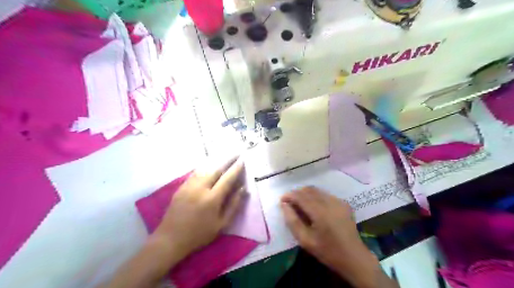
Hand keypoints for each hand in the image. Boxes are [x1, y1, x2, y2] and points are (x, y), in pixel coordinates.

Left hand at [153, 156, 244, 261]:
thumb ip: (234, 205)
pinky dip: (205, 168)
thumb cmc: (199, 234)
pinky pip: (196, 173)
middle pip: (216, 169)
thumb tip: (244, 189)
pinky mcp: (181, 187)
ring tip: (224, 158)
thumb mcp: (221, 224)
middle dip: (227, 160)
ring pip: (205, 169)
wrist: (170, 239)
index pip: (227, 178)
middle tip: (235, 154)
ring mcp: (189, 186)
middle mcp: (200, 188)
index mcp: (212, 198)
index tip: (242, 160)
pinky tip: (208, 167)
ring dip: (216, 162)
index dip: (236, 168)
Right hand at [280, 187, 389, 287]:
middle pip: (309, 190)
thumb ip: (292, 221)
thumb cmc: (327, 251)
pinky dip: (316, 197)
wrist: (353, 257)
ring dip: (306, 194)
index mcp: (320, 212)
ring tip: (300, 204)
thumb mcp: (305, 240)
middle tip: (290, 202)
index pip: (301, 196)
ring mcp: (339, 201)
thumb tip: (284, 205)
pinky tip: (314, 208)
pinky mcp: (344, 203)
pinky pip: (325, 195)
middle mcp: (330, 202)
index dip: (289, 195)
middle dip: (297, 193)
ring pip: (317, 190)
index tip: (282, 200)